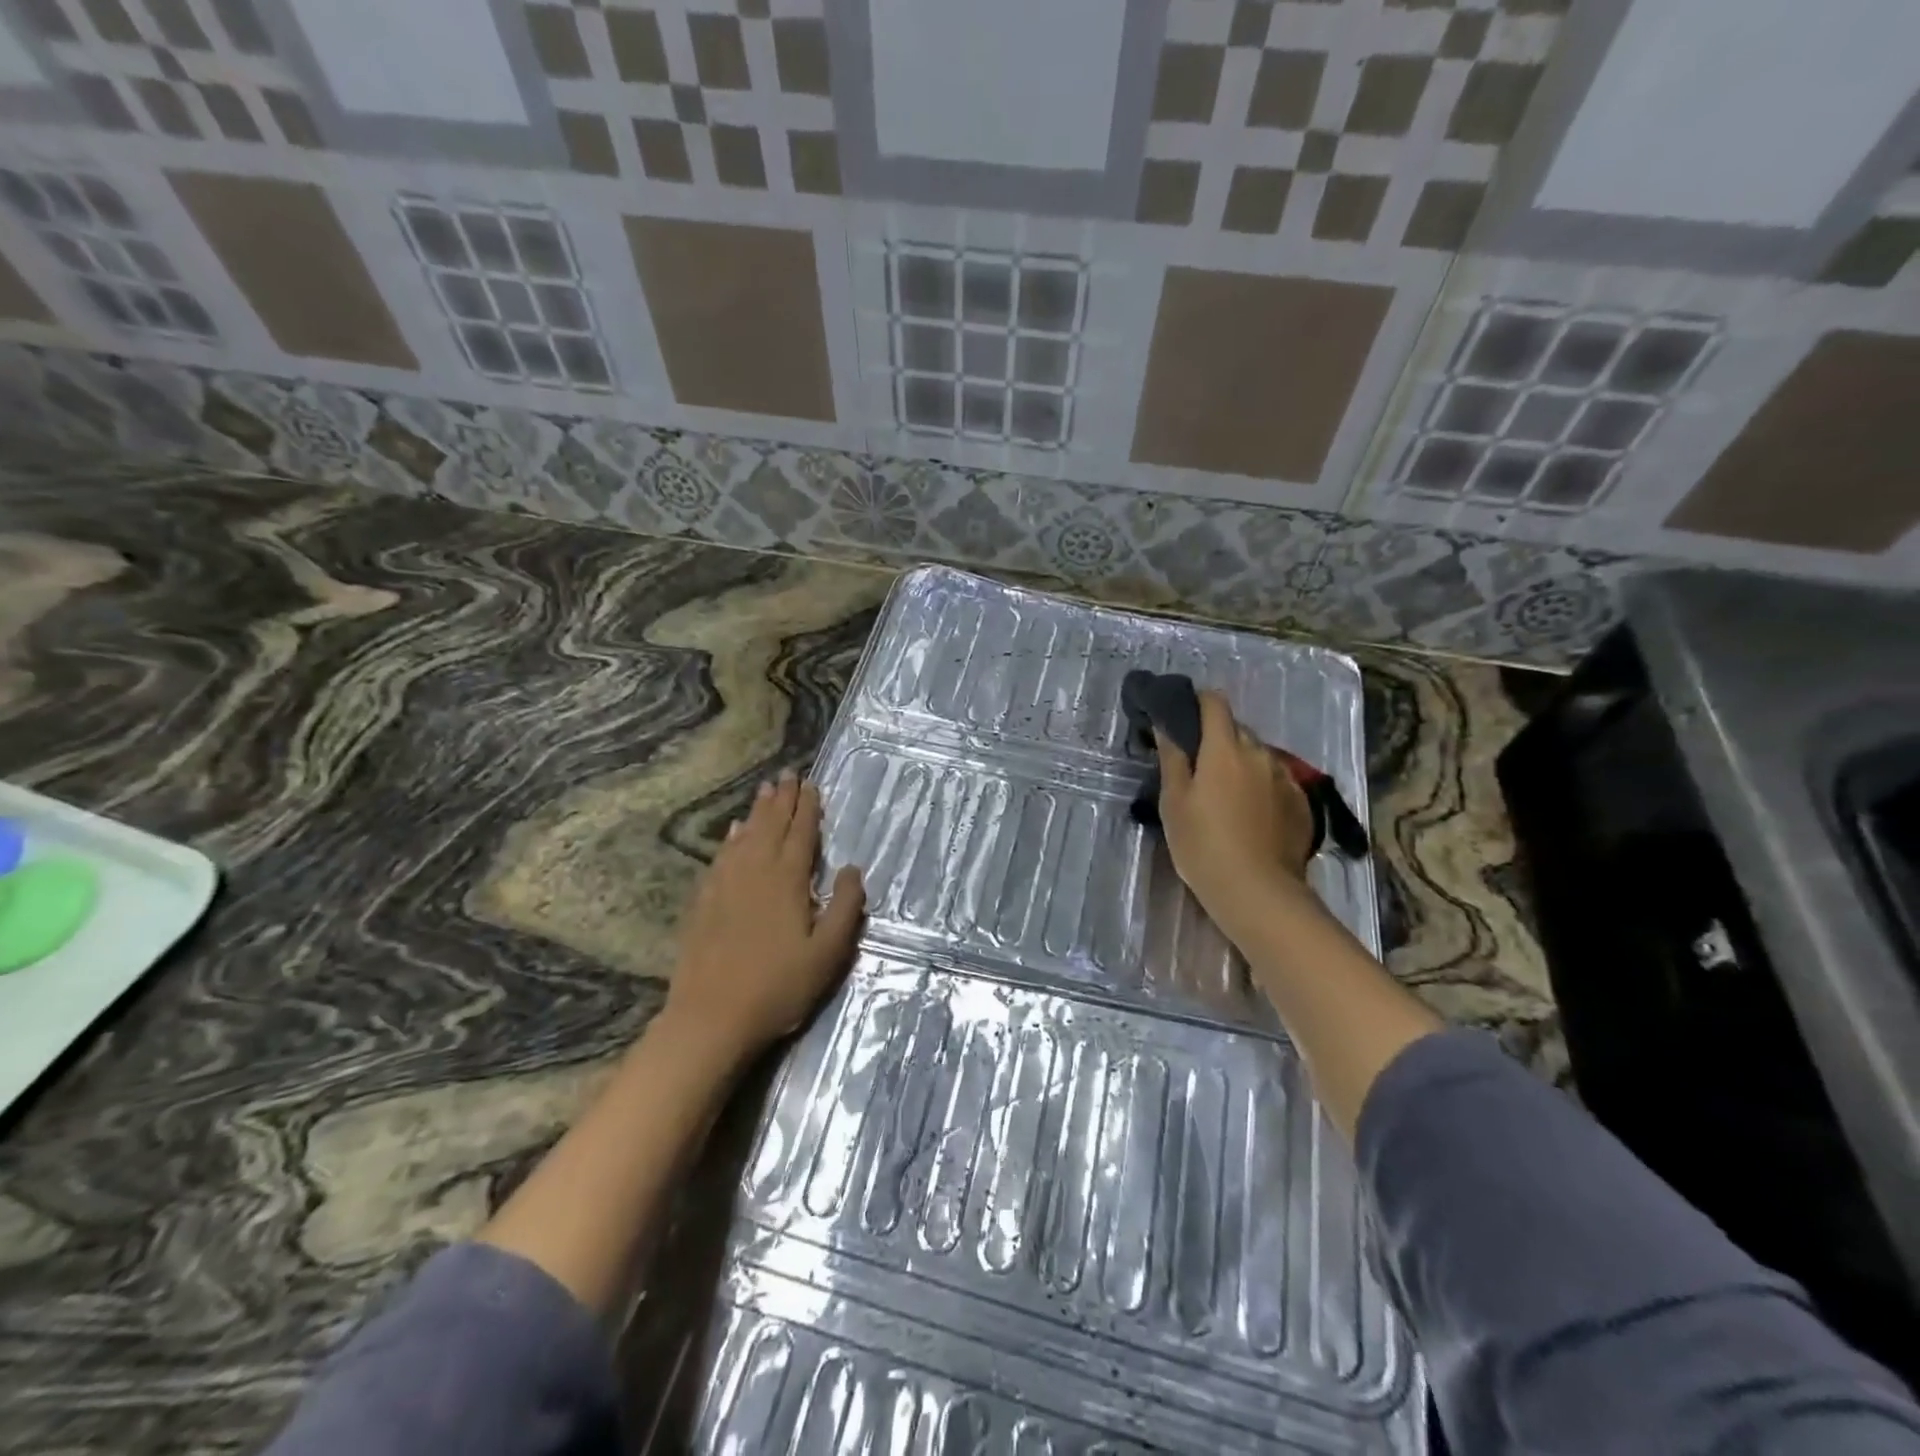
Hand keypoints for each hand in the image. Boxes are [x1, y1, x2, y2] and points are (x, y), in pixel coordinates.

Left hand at [663, 770, 865, 1066]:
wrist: (710, 1017)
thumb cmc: (778, 987)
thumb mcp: (827, 954)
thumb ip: (844, 908)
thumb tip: (852, 869)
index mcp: (786, 880)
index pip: (801, 834)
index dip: (808, 808)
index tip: (811, 784)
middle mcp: (754, 871)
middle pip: (770, 826)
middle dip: (781, 799)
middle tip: (786, 774)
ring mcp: (725, 884)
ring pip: (744, 836)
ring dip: (757, 812)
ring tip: (765, 791)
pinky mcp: (704, 901)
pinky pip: (721, 856)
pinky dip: (730, 839)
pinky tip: (732, 833)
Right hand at [1154, 690, 1317, 941]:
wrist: (1258, 892)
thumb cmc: (1203, 844)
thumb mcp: (1174, 801)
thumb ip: (1172, 757)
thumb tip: (1167, 723)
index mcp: (1225, 748)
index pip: (1215, 703)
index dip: (1197, 702)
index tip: (1182, 718)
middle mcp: (1260, 753)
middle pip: (1236, 730)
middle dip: (1216, 739)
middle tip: (1197, 767)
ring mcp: (1285, 778)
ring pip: (1258, 756)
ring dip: (1240, 764)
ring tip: (1224, 795)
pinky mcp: (1302, 803)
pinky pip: (1275, 781)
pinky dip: (1260, 787)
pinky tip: (1250, 815)